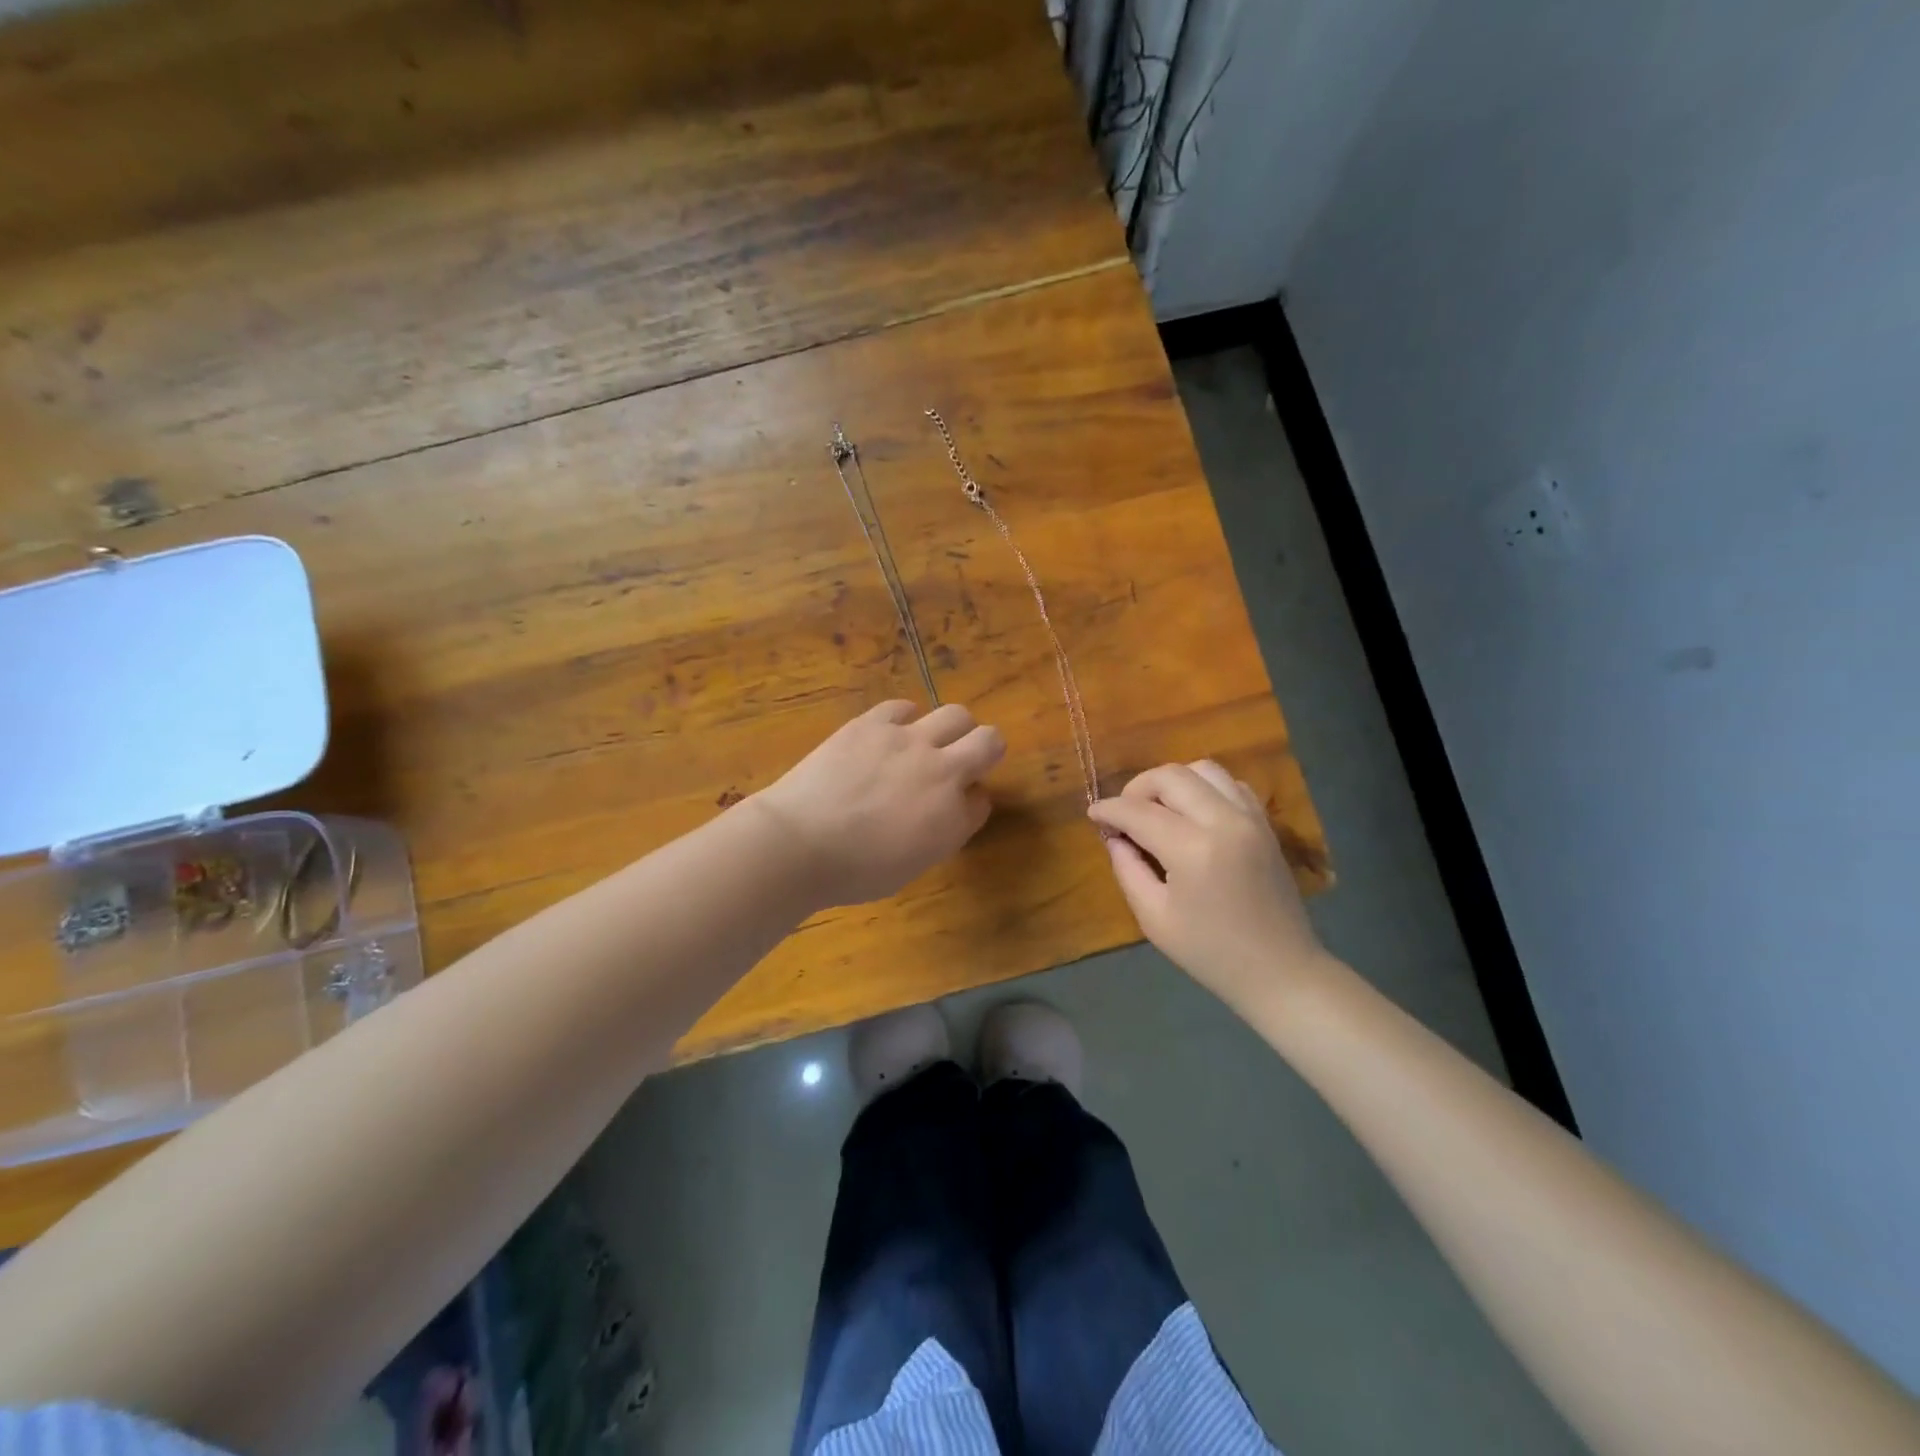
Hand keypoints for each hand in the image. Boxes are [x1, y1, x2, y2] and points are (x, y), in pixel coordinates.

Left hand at [754, 700, 1005, 906]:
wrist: (798, 842)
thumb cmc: (851, 872)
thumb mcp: (910, 867)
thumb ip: (939, 834)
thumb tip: (946, 810)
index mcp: (953, 818)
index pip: (982, 800)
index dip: (969, 802)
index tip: (951, 810)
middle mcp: (942, 772)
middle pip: (990, 741)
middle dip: (983, 751)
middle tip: (959, 763)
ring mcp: (908, 741)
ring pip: (956, 714)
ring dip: (951, 730)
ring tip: (926, 743)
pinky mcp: (873, 723)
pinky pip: (904, 707)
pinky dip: (905, 719)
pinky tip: (890, 734)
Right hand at [1088, 761, 1327, 1013]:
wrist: (1281, 970)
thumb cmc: (1210, 952)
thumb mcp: (1154, 918)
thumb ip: (1128, 869)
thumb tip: (1115, 837)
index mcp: (1193, 849)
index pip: (1138, 811)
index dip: (1109, 810)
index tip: (1093, 814)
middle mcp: (1224, 821)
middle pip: (1170, 776)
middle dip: (1137, 788)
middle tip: (1125, 815)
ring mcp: (1250, 817)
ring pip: (1202, 769)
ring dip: (1172, 782)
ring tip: (1158, 810)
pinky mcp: (1265, 822)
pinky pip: (1229, 783)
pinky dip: (1204, 788)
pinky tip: (1192, 814)